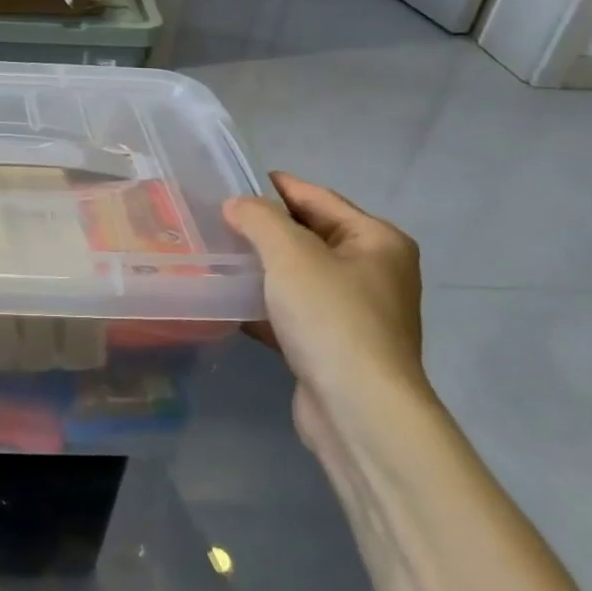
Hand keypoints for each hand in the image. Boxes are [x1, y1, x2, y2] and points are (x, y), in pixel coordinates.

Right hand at [223, 173, 431, 451]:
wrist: (358, 408)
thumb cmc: (331, 317)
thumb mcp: (290, 254)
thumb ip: (259, 219)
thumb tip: (236, 204)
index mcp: (377, 240)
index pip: (318, 198)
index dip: (276, 187)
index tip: (232, 181)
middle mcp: (374, 271)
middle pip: (309, 236)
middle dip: (264, 230)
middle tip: (215, 220)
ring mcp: (356, 312)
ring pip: (298, 276)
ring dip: (260, 268)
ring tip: (215, 257)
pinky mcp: (335, 346)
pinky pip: (293, 312)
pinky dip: (264, 305)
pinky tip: (229, 303)